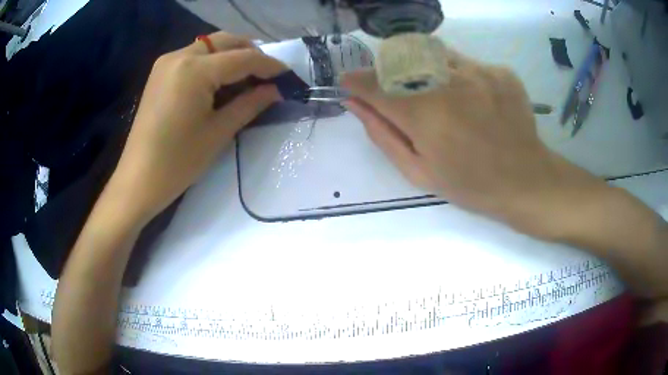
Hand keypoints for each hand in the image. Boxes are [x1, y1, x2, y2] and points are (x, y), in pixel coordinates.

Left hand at [112, 32, 286, 221]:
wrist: (138, 179)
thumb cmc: (178, 162)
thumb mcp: (219, 132)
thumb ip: (250, 104)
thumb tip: (276, 90)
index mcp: (195, 70)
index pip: (243, 58)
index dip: (270, 66)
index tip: (289, 76)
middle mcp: (180, 55)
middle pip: (226, 41)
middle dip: (251, 53)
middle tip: (267, 76)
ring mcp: (167, 62)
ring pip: (210, 45)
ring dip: (232, 56)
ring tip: (246, 80)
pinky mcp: (160, 72)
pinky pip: (195, 56)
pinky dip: (213, 62)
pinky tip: (220, 82)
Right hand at [341, 49, 604, 236]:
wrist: (525, 180)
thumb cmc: (470, 185)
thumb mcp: (418, 172)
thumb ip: (381, 133)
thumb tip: (354, 103)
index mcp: (424, 115)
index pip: (374, 84)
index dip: (356, 82)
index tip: (350, 84)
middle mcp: (448, 83)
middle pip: (400, 62)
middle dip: (388, 76)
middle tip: (399, 98)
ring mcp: (479, 72)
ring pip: (431, 55)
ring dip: (423, 71)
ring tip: (440, 99)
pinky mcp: (499, 70)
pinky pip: (464, 62)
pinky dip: (456, 75)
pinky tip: (471, 99)